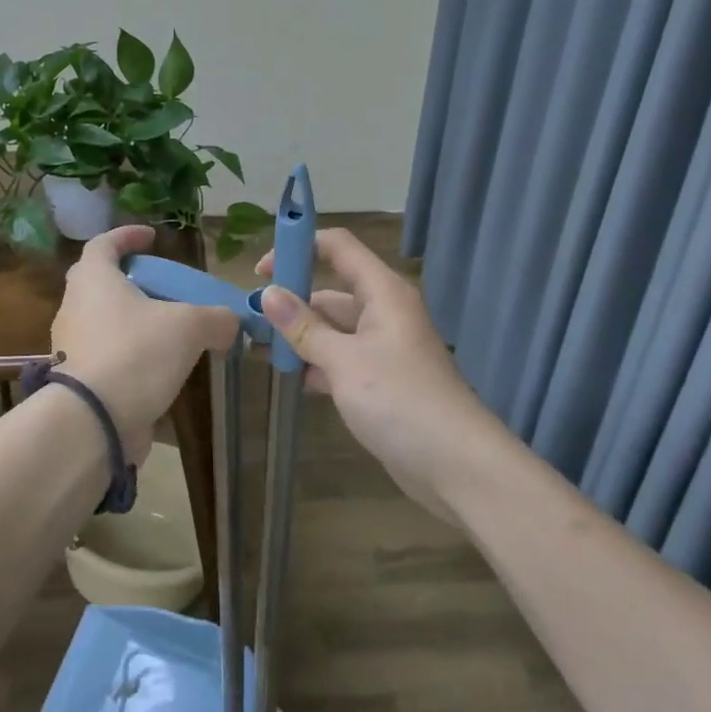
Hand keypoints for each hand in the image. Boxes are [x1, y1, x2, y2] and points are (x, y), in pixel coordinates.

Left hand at [49, 224, 240, 460]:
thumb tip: (231, 323)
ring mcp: (71, 346)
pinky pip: (106, 356)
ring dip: (133, 321)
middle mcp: (74, 307)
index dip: (127, 235)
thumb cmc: (136, 354)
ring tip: (169, 332)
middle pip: (100, 282)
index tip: (152, 237)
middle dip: (131, 280)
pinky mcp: (77, 382)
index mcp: (93, 280)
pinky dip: (130, 356)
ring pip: (103, 322)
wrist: (92, 423)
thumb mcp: (189, 326)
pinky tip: (158, 370)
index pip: (104, 243)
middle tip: (162, 287)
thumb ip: (216, 318)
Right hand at [256, 228, 498, 520]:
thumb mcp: (344, 361)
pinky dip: (321, 364)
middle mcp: (385, 311)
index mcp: (382, 292)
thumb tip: (268, 294)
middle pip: (332, 290)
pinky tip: (297, 382)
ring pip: (335, 328)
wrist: (456, 465)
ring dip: (304, 337)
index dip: (299, 247)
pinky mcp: (384, 378)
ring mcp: (385, 346)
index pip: (338, 246)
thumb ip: (304, 327)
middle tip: (254, 322)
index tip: (261, 271)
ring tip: (264, 352)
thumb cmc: (399, 400)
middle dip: (294, 302)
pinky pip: (344, 357)